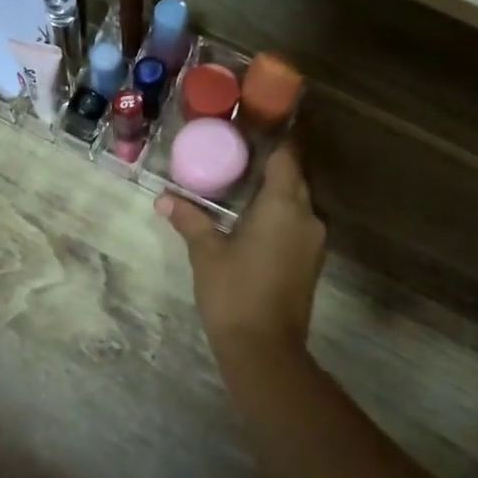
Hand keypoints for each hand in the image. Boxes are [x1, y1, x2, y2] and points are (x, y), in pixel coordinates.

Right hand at [158, 145, 327, 367]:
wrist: (265, 350)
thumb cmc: (234, 293)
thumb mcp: (206, 253)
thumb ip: (190, 220)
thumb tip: (163, 199)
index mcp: (283, 205)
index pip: (287, 156)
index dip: (274, 138)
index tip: (252, 127)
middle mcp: (307, 216)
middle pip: (294, 176)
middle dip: (271, 163)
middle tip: (238, 152)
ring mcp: (313, 241)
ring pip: (297, 201)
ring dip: (275, 190)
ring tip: (242, 182)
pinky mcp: (311, 261)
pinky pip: (298, 222)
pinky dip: (280, 213)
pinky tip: (253, 219)